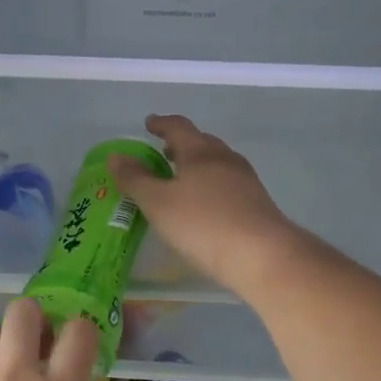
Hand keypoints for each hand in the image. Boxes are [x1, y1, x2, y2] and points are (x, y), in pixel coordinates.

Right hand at [110, 114, 308, 299]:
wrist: (264, 257)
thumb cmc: (203, 224)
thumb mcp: (158, 203)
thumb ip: (135, 179)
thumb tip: (116, 156)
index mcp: (200, 152)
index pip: (178, 127)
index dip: (161, 124)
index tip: (149, 123)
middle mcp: (225, 159)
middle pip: (201, 142)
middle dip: (181, 144)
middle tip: (163, 152)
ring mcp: (246, 181)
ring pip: (217, 163)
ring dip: (197, 165)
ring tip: (181, 180)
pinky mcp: (258, 204)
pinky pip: (228, 184)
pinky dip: (211, 185)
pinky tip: (205, 205)